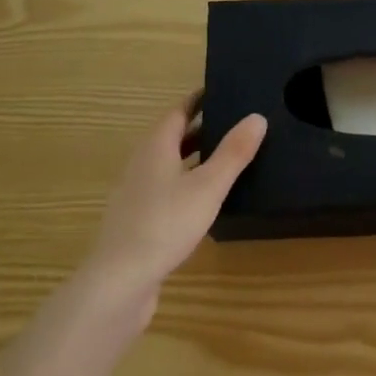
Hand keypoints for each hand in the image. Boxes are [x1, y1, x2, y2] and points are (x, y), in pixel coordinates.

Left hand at [82, 98, 267, 312]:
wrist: (118, 283)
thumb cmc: (164, 224)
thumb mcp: (208, 186)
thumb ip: (233, 153)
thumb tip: (257, 117)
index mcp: (156, 147)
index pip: (178, 112)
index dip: (199, 101)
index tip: (223, 91)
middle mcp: (142, 164)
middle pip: (172, 137)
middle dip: (200, 128)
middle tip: (234, 123)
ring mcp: (136, 194)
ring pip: (169, 165)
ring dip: (193, 158)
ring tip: (226, 159)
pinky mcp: (137, 221)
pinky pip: (166, 190)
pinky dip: (186, 184)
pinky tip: (204, 200)